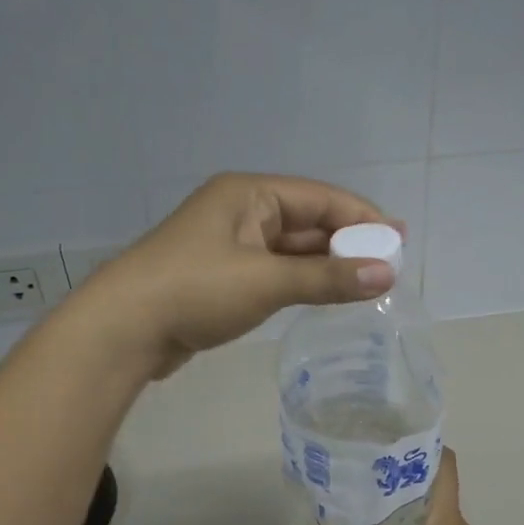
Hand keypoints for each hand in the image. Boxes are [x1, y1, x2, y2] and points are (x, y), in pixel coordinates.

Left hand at [75, 173, 397, 377]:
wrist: (124, 329)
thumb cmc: (196, 291)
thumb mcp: (267, 281)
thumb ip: (328, 278)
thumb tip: (388, 274)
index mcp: (248, 194)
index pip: (319, 198)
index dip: (362, 216)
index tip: (399, 239)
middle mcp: (240, 211)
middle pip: (307, 221)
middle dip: (347, 242)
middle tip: (390, 266)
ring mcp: (230, 245)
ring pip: (291, 249)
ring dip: (326, 264)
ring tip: (369, 283)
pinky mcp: (223, 277)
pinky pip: (275, 271)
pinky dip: (302, 281)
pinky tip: (327, 295)